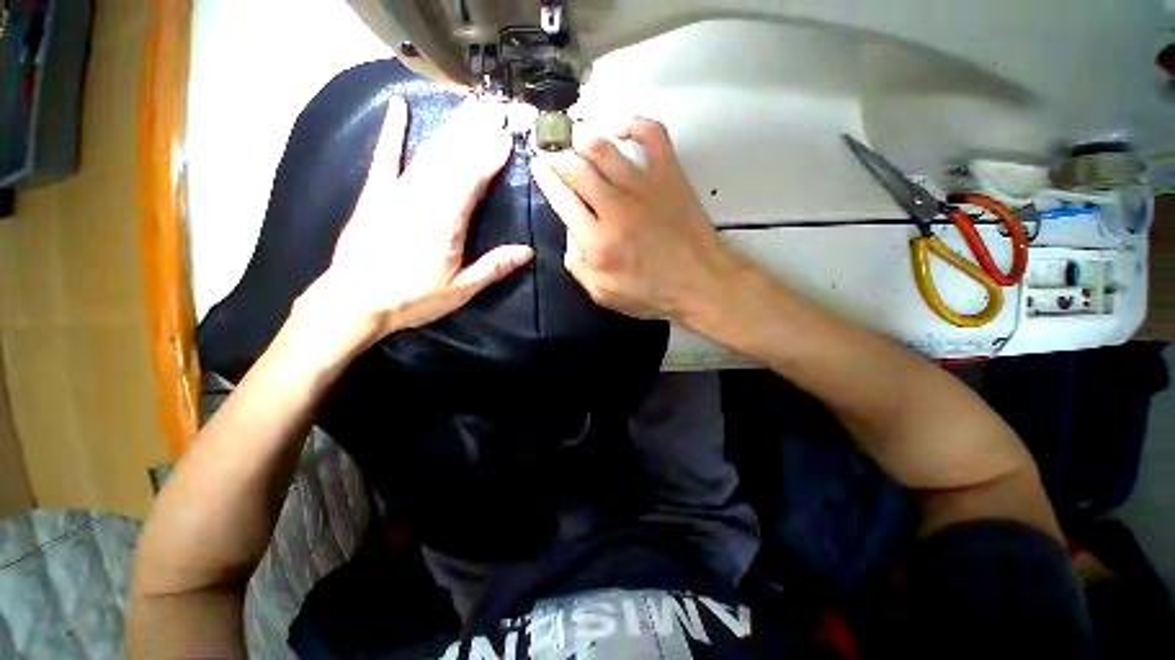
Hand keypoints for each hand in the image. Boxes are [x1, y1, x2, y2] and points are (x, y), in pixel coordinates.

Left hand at [295, 98, 533, 355]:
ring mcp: (395, 193)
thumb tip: (527, 251)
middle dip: (475, 133)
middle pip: (452, 160)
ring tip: (469, 106)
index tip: (507, 136)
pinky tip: (399, 107)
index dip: (489, 157)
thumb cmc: (411, 299)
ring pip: (428, 154)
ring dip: (450, 128)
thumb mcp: (460, 291)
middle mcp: (422, 201)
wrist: (353, 302)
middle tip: (495, 109)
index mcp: (445, 225)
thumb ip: (493, 267)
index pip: (471, 181)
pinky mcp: (375, 194)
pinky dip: (393, 131)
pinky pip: (385, 156)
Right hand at [530, 119, 741, 321]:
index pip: (562, 200)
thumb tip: (570, 234)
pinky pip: (652, 135)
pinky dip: (635, 124)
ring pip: (605, 149)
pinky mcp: (670, 175)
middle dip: (557, 154)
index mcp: (597, 242)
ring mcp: (644, 187)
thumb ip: (578, 266)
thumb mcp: (604, 294)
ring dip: (583, 136)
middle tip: (550, 146)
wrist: (701, 283)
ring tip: (574, 133)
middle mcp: (615, 209)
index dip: (545, 178)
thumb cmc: (652, 294)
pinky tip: (621, 128)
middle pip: (577, 169)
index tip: (538, 165)